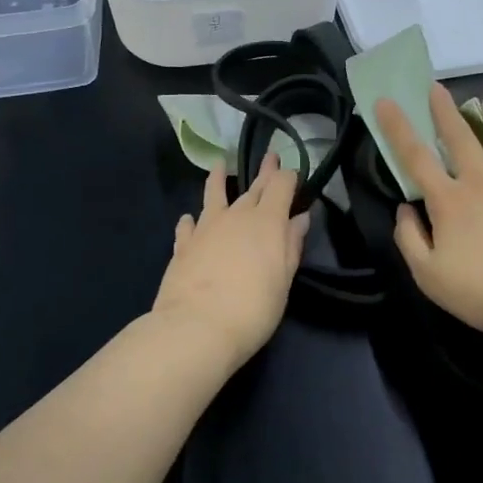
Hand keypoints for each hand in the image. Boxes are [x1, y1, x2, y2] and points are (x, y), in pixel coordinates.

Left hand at [152, 153, 310, 369]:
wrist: (197, 327)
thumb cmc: (253, 308)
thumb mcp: (283, 280)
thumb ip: (291, 246)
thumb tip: (299, 218)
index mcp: (267, 221)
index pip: (281, 186)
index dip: (288, 177)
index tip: (293, 172)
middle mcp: (236, 216)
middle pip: (253, 187)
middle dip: (264, 171)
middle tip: (270, 156)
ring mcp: (206, 228)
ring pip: (214, 195)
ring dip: (218, 179)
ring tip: (219, 165)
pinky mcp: (183, 245)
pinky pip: (188, 225)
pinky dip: (190, 221)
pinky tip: (188, 219)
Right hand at [377, 85, 482, 346]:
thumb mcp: (429, 277)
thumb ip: (408, 239)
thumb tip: (404, 208)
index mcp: (448, 200)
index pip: (414, 155)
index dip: (397, 126)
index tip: (385, 101)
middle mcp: (481, 177)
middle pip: (458, 133)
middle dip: (443, 107)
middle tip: (436, 87)